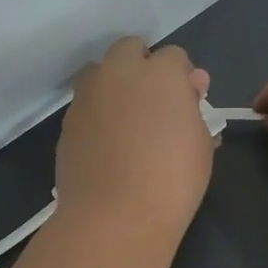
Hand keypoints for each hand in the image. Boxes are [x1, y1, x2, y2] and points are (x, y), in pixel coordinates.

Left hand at [56, 37, 213, 241]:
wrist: (114, 216)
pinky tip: (107, 145)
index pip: (173, 57)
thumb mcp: (200, 144)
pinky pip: (85, 106)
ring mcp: (87, 96)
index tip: (186, 101)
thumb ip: (193, 107)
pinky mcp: (67, 122)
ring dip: (114, 85)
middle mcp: (119, 74)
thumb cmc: (172, 180)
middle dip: (142, 67)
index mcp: (159, 73)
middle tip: (154, 103)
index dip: (181, 77)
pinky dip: (97, 114)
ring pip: (100, 73)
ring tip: (127, 121)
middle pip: (129, 50)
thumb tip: (190, 86)